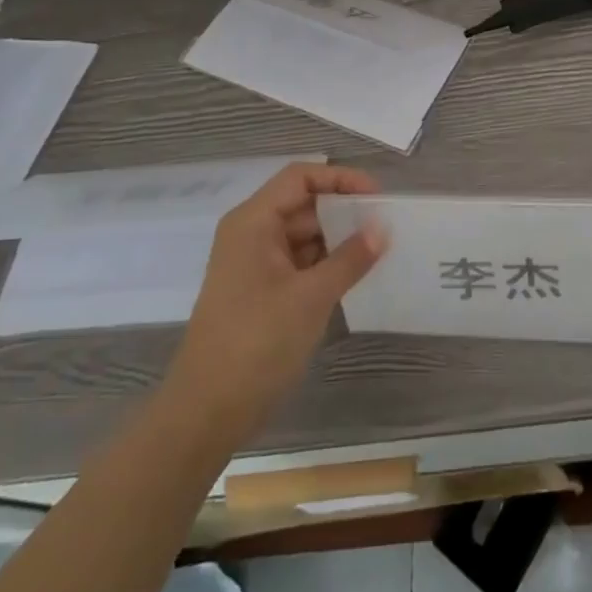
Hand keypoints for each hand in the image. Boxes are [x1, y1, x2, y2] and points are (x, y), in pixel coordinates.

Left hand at [166, 163, 386, 438]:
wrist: (206, 413)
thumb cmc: (256, 342)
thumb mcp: (312, 296)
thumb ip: (351, 258)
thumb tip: (383, 228)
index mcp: (253, 222)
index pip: (301, 177)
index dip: (340, 179)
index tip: (376, 196)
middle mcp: (251, 234)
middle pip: (303, 204)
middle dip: (343, 211)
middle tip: (385, 225)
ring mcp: (254, 264)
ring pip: (303, 235)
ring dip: (338, 239)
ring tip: (378, 250)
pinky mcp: (260, 292)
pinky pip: (299, 263)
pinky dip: (326, 264)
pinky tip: (355, 275)